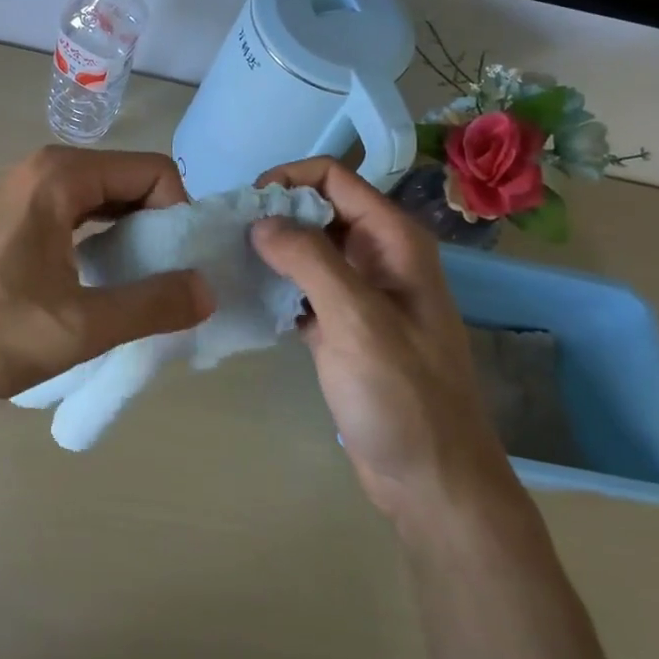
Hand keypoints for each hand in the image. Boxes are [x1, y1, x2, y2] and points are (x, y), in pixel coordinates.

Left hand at [0, 147, 213, 402]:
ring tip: (136, 289)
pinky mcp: (10, 215)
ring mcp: (23, 190)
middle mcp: (45, 168)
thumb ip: (151, 305)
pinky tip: (98, 283)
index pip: (155, 172)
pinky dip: (100, 241)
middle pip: (130, 182)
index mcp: (62, 176)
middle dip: (158, 228)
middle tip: (165, 285)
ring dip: (131, 238)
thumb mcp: (79, 327)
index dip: (179, 217)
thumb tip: (206, 289)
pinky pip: (75, 214)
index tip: (180, 269)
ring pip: (103, 200)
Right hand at [250, 158, 507, 512]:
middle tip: (227, 235)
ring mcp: (361, 295)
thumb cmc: (403, 396)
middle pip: (318, 209)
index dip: (288, 179)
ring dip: (271, 251)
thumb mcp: (357, 321)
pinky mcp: (343, 329)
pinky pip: (303, 290)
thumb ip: (310, 261)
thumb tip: (260, 219)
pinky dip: (276, 288)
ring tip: (227, 261)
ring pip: (308, 250)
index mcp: (394, 241)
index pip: (334, 178)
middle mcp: (378, 257)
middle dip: (274, 214)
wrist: (431, 480)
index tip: (245, 207)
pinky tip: (245, 298)